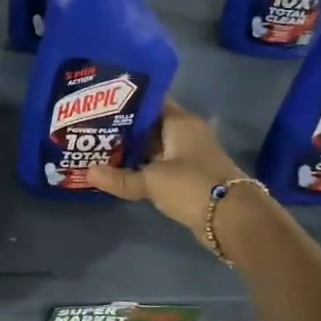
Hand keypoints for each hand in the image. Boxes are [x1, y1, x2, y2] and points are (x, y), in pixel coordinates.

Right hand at [87, 100, 250, 250]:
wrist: (233, 219)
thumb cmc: (192, 185)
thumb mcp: (152, 180)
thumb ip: (120, 177)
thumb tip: (87, 173)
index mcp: (180, 121)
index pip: (149, 102)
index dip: (125, 102)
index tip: (99, 104)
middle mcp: (186, 133)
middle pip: (150, 125)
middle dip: (123, 128)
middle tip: (91, 129)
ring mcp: (189, 155)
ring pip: (154, 147)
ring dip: (133, 151)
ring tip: (99, 150)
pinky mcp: (189, 176)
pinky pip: (160, 166)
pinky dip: (143, 168)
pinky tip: (120, 172)